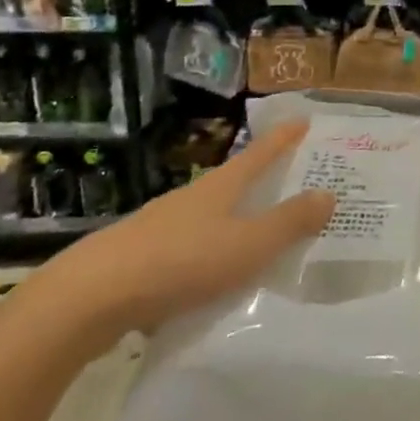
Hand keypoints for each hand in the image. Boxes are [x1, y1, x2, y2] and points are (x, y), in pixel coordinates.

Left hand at [29, 120, 332, 353]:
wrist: (89, 300)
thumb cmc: (180, 262)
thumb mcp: (247, 245)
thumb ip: (289, 223)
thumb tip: (330, 193)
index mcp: (220, 186)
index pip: (261, 152)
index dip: (284, 138)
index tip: (304, 120)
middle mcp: (192, 198)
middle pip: (235, 181)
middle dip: (264, 180)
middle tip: (294, 183)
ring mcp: (162, 227)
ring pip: (211, 217)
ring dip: (236, 221)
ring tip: (261, 238)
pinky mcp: (142, 260)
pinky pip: (190, 251)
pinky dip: (210, 256)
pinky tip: (215, 282)